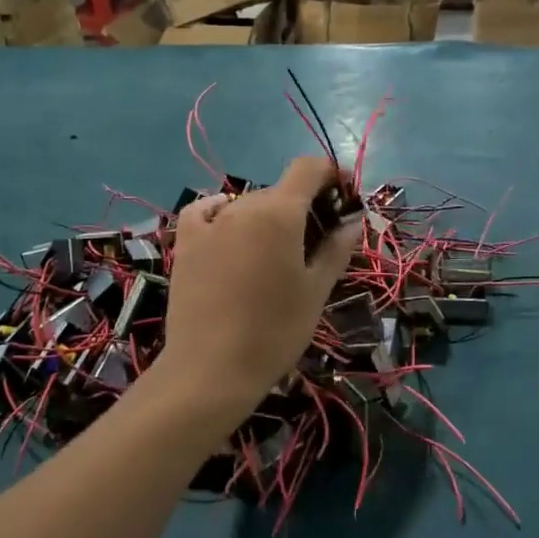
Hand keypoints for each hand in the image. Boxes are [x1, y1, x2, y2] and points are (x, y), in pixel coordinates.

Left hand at [159, 157, 357, 420]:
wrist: (211, 369)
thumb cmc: (275, 331)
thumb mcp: (316, 291)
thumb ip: (336, 248)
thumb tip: (353, 220)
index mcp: (280, 213)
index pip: (309, 168)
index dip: (331, 174)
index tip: (344, 199)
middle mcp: (243, 206)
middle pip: (280, 190)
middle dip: (303, 206)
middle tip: (316, 243)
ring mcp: (209, 223)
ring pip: (247, 204)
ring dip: (267, 216)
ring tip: (273, 254)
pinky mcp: (185, 243)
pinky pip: (204, 212)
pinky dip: (220, 213)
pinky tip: (227, 231)